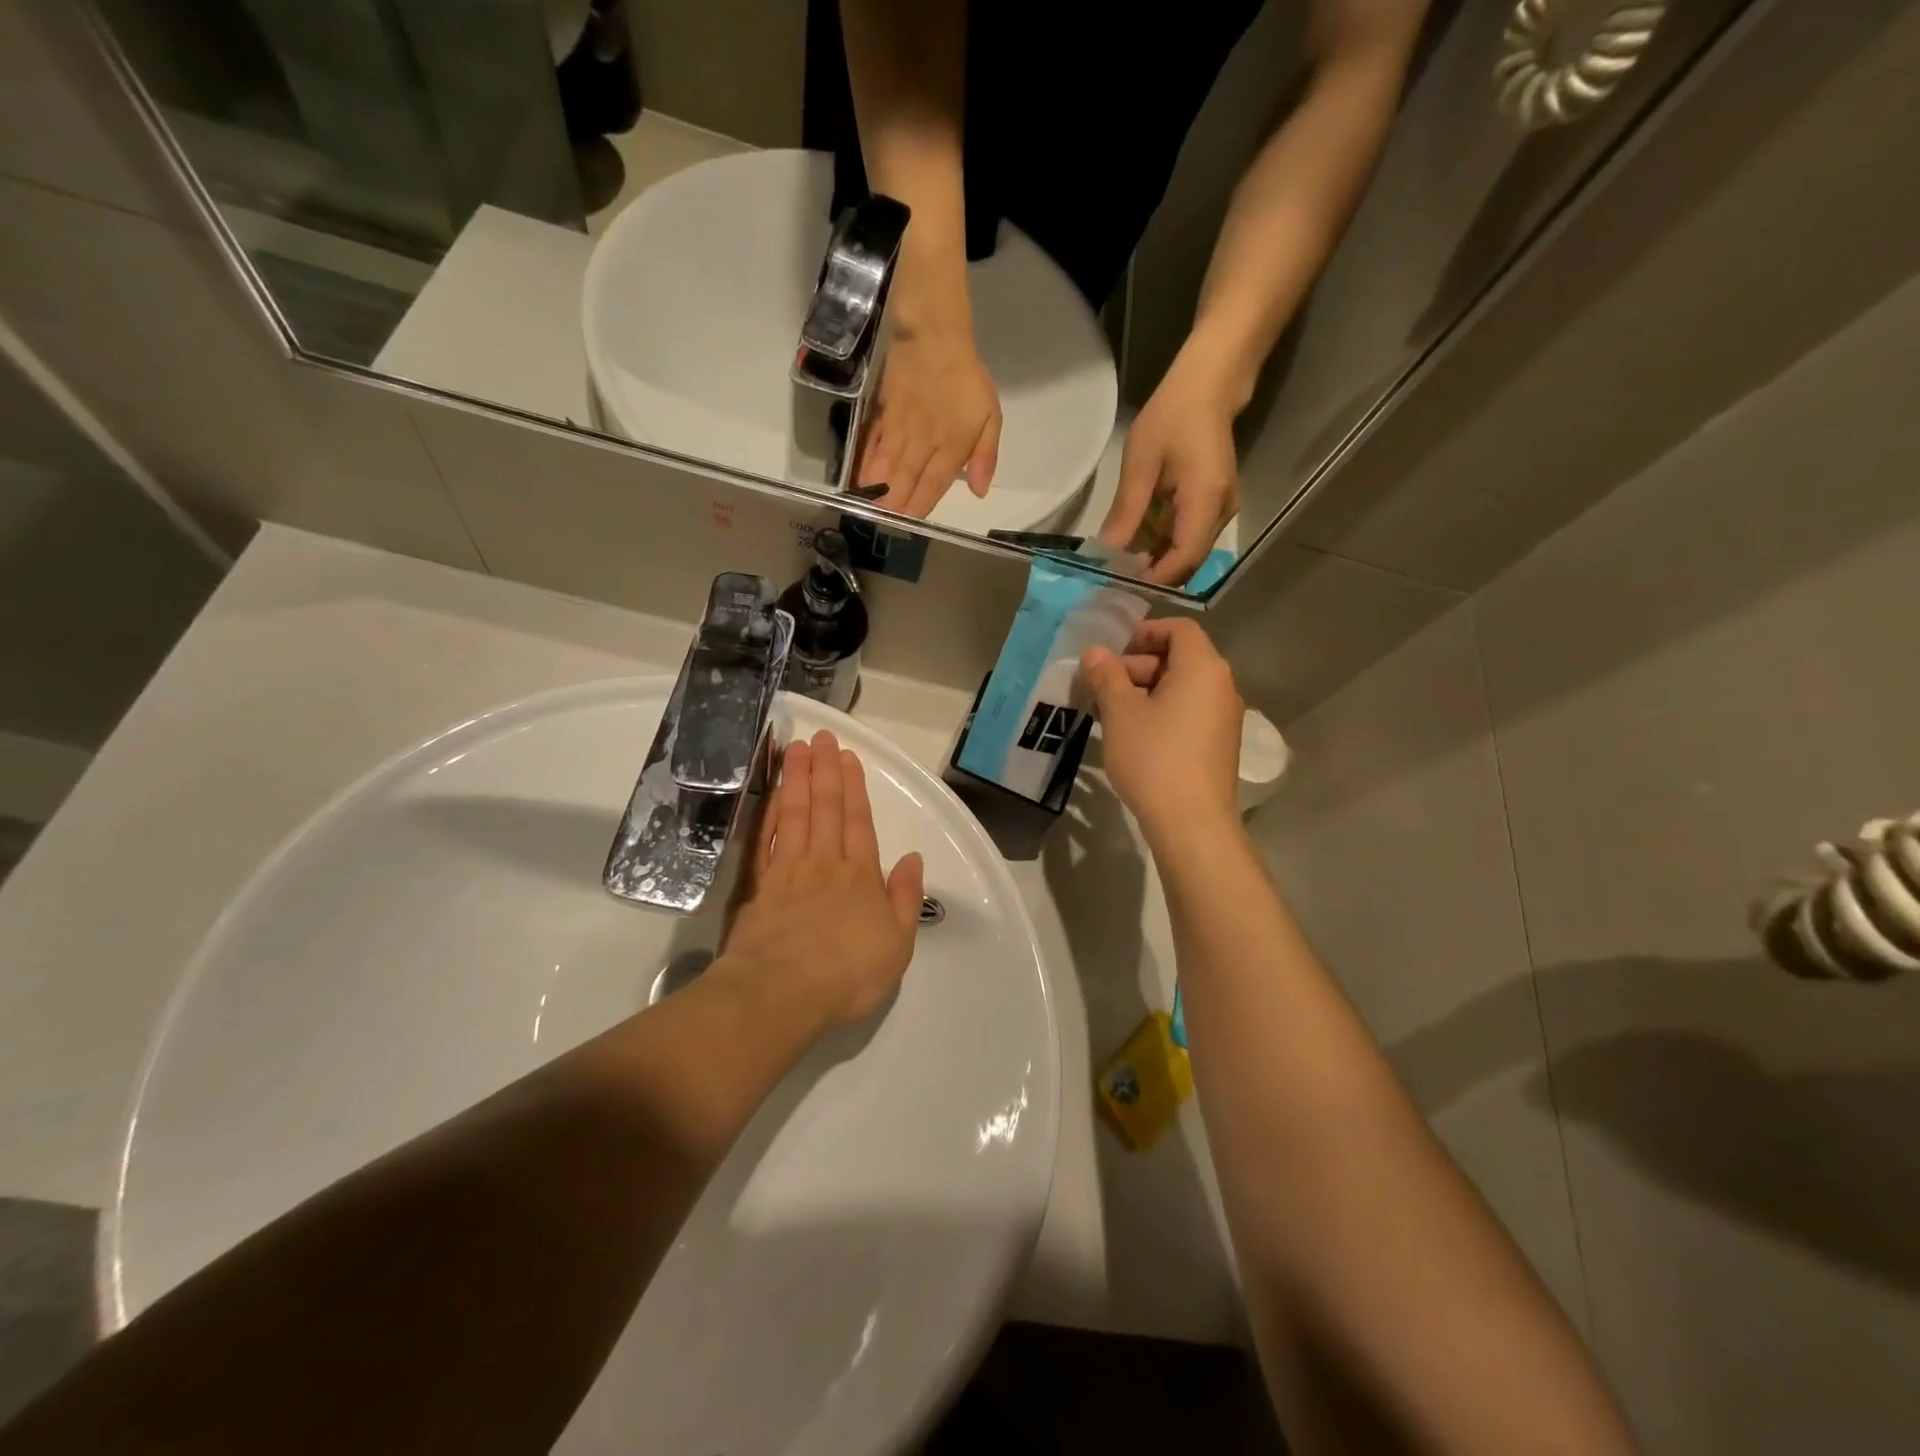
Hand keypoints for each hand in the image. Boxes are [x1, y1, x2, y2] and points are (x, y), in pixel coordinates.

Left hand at [720, 730, 924, 1031]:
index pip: (858, 822)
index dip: (854, 788)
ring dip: (796, 780)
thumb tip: (914, 859)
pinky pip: (764, 840)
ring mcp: (787, 872)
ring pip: (794, 815)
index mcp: (860, 877)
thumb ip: (906, 898)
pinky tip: (769, 794)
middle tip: (821, 737)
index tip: (848, 757)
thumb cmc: (848, 974)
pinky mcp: (757, 886)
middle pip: (825, 809)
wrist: (782, 993)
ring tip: (796, 749)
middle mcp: (824, 864)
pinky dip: (767, 813)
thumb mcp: (898, 944)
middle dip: (825, 771)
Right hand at [855, 322, 1001, 517]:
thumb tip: (979, 491)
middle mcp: (922, 444)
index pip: (931, 486)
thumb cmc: (965, 379)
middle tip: (882, 526)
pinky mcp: (882, 417)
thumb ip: (985, 455)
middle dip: (893, 507)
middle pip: (904, 483)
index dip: (918, 508)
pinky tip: (858, 481)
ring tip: (866, 512)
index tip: (908, 526)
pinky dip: (864, 466)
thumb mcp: (990, 415)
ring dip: (875, 493)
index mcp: (950, 447)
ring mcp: (899, 431)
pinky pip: (871, 447)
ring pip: (885, 469)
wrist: (933, 336)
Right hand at [1079, 619, 1243, 844]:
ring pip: (1181, 689)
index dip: (1145, 632)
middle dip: (1137, 667)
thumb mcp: (1120, 713)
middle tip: (1102, 689)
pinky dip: (1161, 713)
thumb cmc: (1154, 757)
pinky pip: (1188, 713)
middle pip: (1179, 658)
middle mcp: (1221, 686)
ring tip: (1111, 715)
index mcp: (1202, 668)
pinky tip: (1133, 737)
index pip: (1179, 629)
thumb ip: (1106, 676)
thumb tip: (1095, 653)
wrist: (1192, 823)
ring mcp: (1224, 718)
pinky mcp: (1219, 745)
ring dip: (1145, 692)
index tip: (1114, 653)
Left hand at [1099, 353, 1241, 586]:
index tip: (1121, 586)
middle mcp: (1222, 512)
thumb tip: (1107, 554)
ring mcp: (1222, 510)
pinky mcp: (1215, 506)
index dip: (1155, 578)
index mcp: (1206, 500)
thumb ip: (1127, 513)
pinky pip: (1189, 537)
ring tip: (1120, 564)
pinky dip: (1163, 545)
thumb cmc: (1171, 417)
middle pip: (1188, 562)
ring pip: (1188, 552)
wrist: (1208, 386)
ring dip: (1156, 561)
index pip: (1184, 558)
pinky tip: (1137, 543)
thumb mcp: (1140, 464)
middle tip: (1115, 579)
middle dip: (1152, 574)